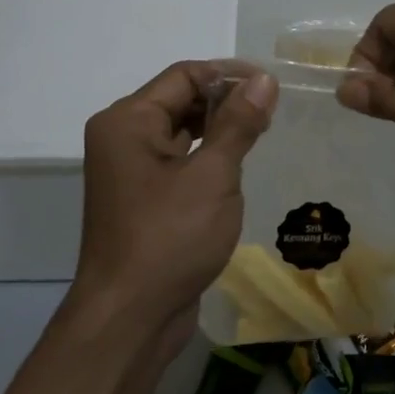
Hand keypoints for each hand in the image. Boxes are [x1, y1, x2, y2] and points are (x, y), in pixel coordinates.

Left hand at [71, 60, 277, 351]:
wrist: (130, 319)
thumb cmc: (170, 238)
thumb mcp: (212, 175)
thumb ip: (238, 123)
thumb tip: (263, 79)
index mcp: (127, 121)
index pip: (184, 75)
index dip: (229, 74)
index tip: (272, 86)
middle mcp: (122, 137)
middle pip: (179, 99)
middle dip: (226, 101)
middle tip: (272, 112)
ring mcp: (129, 171)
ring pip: (181, 131)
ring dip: (220, 129)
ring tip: (262, 134)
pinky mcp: (142, 198)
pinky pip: (178, 161)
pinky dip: (207, 157)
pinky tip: (238, 167)